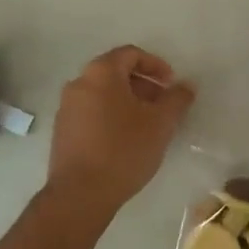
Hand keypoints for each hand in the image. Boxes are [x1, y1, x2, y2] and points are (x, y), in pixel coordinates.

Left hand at [48, 45, 194, 213]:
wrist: (80, 195)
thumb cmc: (123, 149)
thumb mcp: (160, 123)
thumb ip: (177, 99)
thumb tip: (186, 85)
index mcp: (101, 72)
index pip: (131, 54)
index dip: (156, 65)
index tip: (171, 85)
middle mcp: (79, 82)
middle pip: (115, 72)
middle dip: (143, 85)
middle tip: (163, 105)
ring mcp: (66, 107)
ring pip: (103, 93)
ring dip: (128, 101)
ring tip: (147, 125)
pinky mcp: (62, 131)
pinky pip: (91, 112)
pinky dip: (111, 115)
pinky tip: (125, 140)